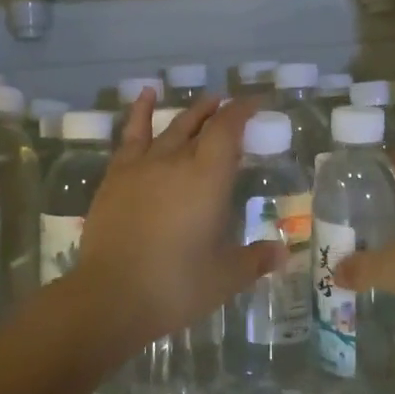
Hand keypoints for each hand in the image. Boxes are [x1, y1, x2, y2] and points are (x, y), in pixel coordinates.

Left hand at [69, 92, 283, 350]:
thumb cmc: (176, 286)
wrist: (111, 297)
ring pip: (170, 127)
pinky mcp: (115, 177)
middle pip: (201, 125)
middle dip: (219, 112)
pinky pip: (131, 135)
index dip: (243, 111)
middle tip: (231, 106)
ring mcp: (142, 166)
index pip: (228, 129)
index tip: (255, 104)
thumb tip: (284, 254)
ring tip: (205, 101)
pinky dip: (140, 113)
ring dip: (190, 113)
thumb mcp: (225, 276)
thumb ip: (255, 260)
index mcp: (208, 177)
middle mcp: (176, 160)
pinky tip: (145, 96)